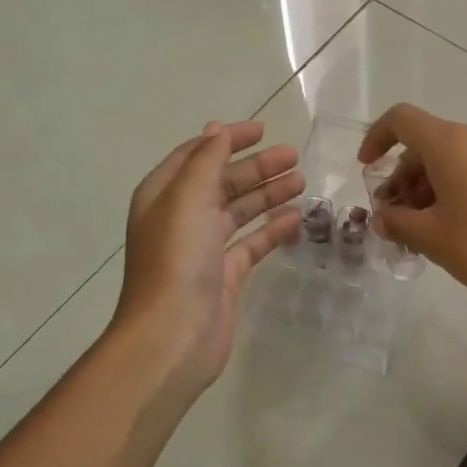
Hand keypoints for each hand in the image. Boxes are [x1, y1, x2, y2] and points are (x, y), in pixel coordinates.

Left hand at [113, 120, 302, 396]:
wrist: (172, 336)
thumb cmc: (177, 260)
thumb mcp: (188, 198)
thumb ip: (207, 160)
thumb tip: (217, 130)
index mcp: (164, 195)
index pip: (197, 154)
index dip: (228, 139)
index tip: (263, 130)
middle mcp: (182, 218)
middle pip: (222, 182)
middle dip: (256, 167)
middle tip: (294, 156)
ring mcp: (203, 248)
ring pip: (239, 211)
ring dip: (267, 194)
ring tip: (302, 181)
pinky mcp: (224, 275)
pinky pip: (251, 243)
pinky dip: (271, 229)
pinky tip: (296, 219)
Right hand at [358, 104, 466, 317]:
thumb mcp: (430, 237)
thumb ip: (397, 221)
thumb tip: (385, 218)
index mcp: (453, 141)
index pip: (403, 120)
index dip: (378, 138)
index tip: (368, 167)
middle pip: (431, 142)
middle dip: (407, 175)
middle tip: (397, 214)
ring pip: (458, 155)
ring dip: (434, 182)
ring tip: (426, 224)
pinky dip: (463, 183)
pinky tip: (458, 219)